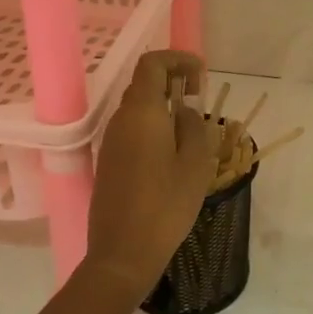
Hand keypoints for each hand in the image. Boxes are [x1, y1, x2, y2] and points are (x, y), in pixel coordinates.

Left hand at [86, 50, 216, 293]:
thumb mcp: (195, 164)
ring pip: (138, 109)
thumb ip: (193, 127)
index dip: (178, 60)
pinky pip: (133, 131)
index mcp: (142, 113)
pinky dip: (154, 127)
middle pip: (144, 84)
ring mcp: (111, 142)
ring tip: (192, 128)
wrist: (122, 253)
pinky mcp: (110, 163)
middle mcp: (121, 120)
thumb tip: (184, 111)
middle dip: (174, 82)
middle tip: (200, 99)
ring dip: (164, 106)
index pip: (153, 64)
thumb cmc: (165, 206)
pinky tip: (174, 153)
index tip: (202, 76)